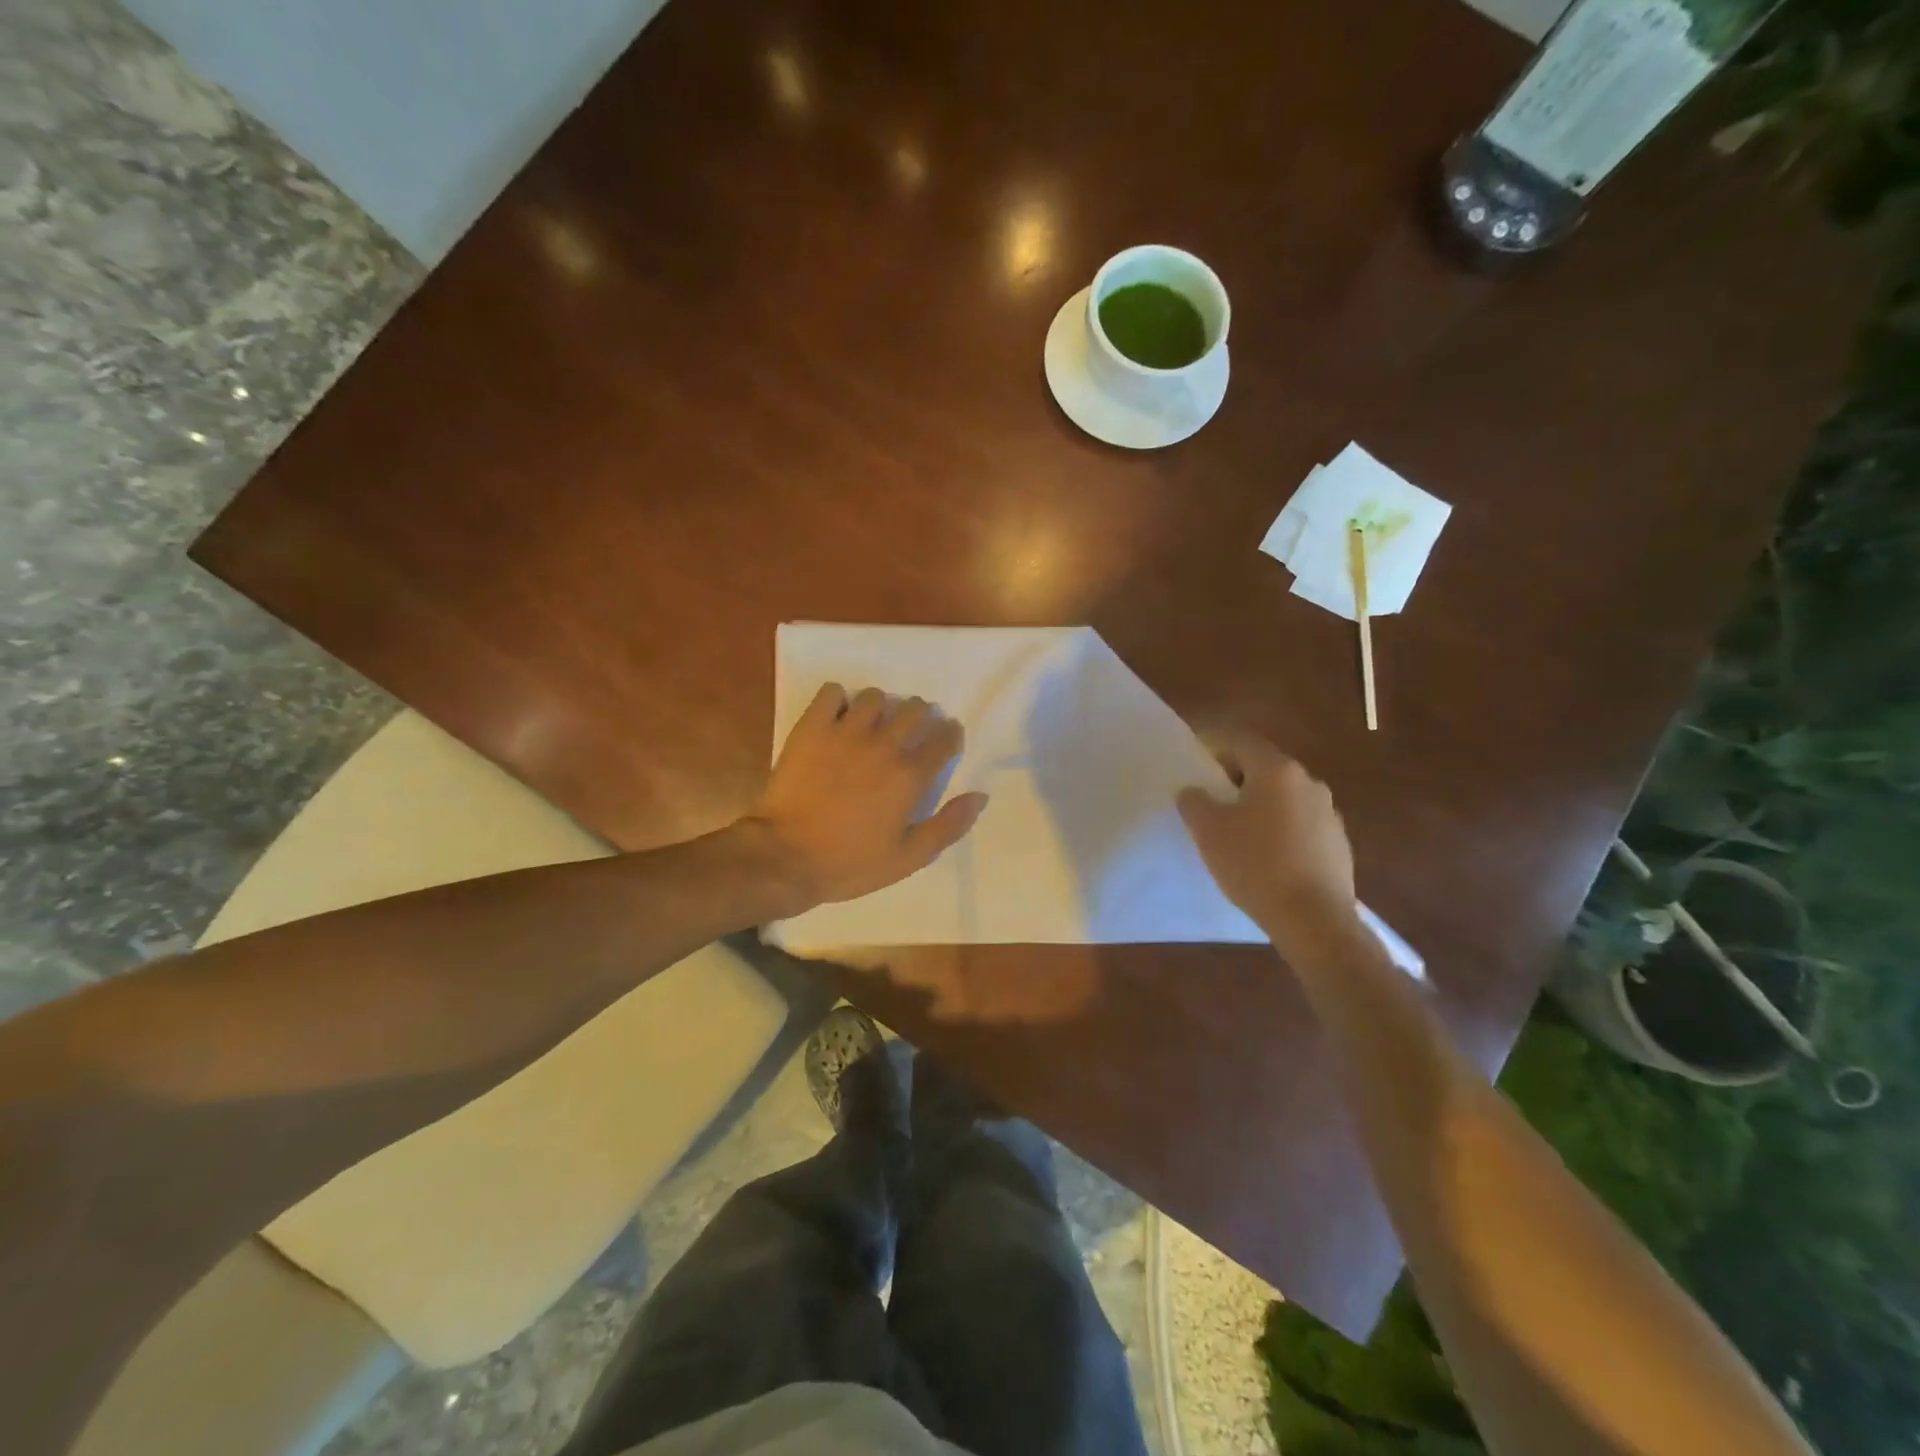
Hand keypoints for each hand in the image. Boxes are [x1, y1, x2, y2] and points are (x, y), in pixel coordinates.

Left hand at [743, 684, 987, 910]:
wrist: (785, 858)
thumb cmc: (849, 864)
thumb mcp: (908, 858)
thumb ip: (948, 826)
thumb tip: (980, 795)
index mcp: (910, 776)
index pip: (944, 740)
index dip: (950, 736)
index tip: (945, 740)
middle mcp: (883, 745)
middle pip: (915, 710)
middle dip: (920, 717)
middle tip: (908, 733)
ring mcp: (845, 732)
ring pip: (875, 697)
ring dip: (880, 708)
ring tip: (870, 725)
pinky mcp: (812, 727)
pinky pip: (832, 693)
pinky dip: (837, 700)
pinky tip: (836, 718)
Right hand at [1178, 732, 1356, 951]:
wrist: (1313, 919)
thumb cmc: (1255, 864)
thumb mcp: (1208, 830)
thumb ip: (1194, 801)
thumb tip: (1194, 791)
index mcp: (1277, 770)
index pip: (1240, 741)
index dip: (1214, 746)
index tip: (1194, 763)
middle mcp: (1309, 782)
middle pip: (1264, 768)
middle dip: (1235, 779)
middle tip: (1211, 801)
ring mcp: (1329, 813)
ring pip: (1284, 798)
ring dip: (1260, 806)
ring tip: (1237, 833)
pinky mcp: (1338, 844)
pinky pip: (1300, 825)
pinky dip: (1280, 831)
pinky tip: (1266, 858)